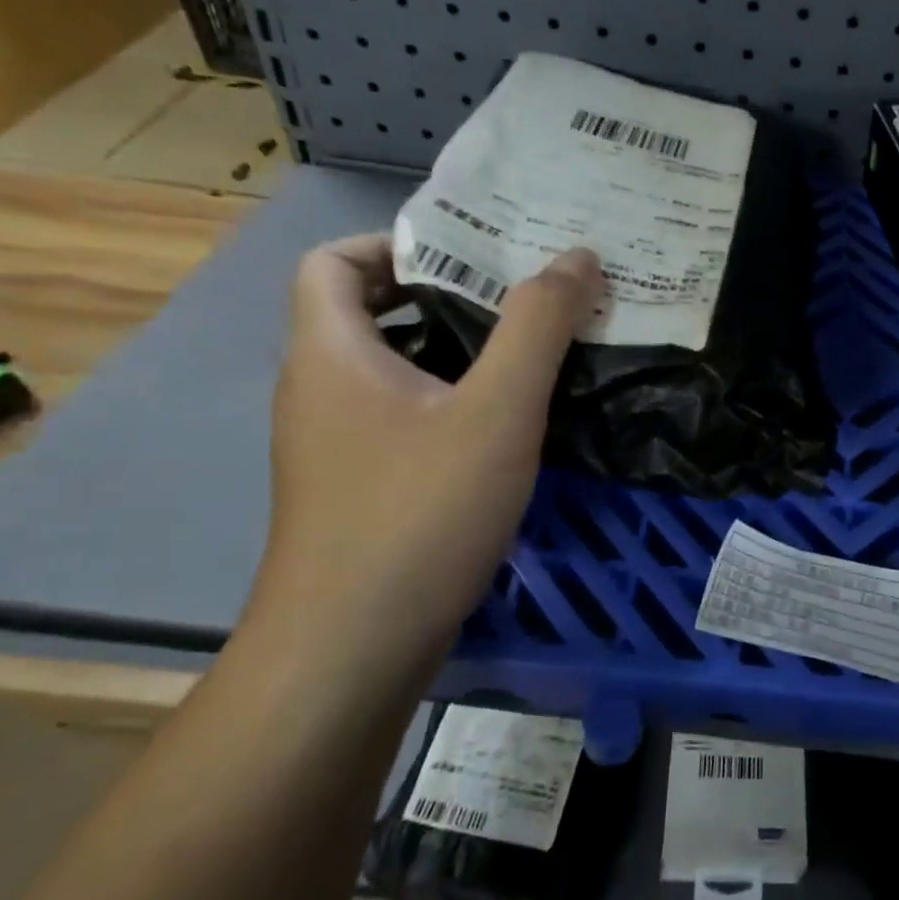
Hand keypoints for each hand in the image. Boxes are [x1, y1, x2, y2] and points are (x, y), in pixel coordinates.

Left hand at [249, 234, 601, 664]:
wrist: (351, 655)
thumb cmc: (418, 514)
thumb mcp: (497, 410)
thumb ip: (539, 327)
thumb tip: (577, 257)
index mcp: (332, 354)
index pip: (334, 261)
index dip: (398, 244)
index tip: (473, 256)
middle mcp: (321, 392)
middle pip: (372, 313)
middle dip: (449, 297)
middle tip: (526, 296)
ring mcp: (336, 448)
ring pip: (395, 372)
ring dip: (458, 353)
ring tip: (533, 352)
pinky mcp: (360, 492)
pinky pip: (405, 420)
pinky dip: (453, 405)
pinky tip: (511, 430)